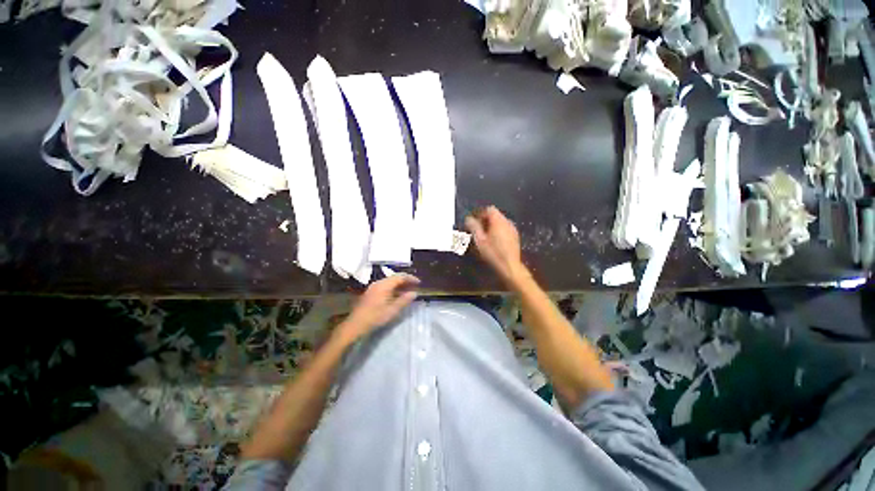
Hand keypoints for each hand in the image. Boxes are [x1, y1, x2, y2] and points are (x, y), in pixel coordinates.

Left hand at [339, 274, 420, 341]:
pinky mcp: (371, 292)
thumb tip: (414, 293)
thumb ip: (404, 300)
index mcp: (384, 285)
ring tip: (408, 291)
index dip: (410, 278)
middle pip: (395, 277)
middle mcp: (378, 283)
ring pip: (390, 282)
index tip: (419, 283)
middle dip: (406, 281)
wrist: (355, 325)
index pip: (400, 276)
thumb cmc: (375, 317)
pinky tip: (397, 295)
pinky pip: (385, 286)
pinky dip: (394, 288)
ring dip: (400, 285)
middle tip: (415, 286)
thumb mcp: (392, 310)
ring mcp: (374, 287)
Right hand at [465, 206, 527, 285]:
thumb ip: (474, 227)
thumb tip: (468, 219)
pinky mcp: (515, 236)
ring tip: (486, 238)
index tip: (475, 224)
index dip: (481, 214)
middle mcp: (507, 222)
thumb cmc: (493, 253)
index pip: (489, 209)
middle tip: (479, 232)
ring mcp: (513, 229)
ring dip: (492, 226)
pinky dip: (499, 231)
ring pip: (501, 222)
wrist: (510, 266)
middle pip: (495, 215)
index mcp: (498, 221)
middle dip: (486, 221)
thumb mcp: (479, 240)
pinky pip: (505, 228)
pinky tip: (495, 242)